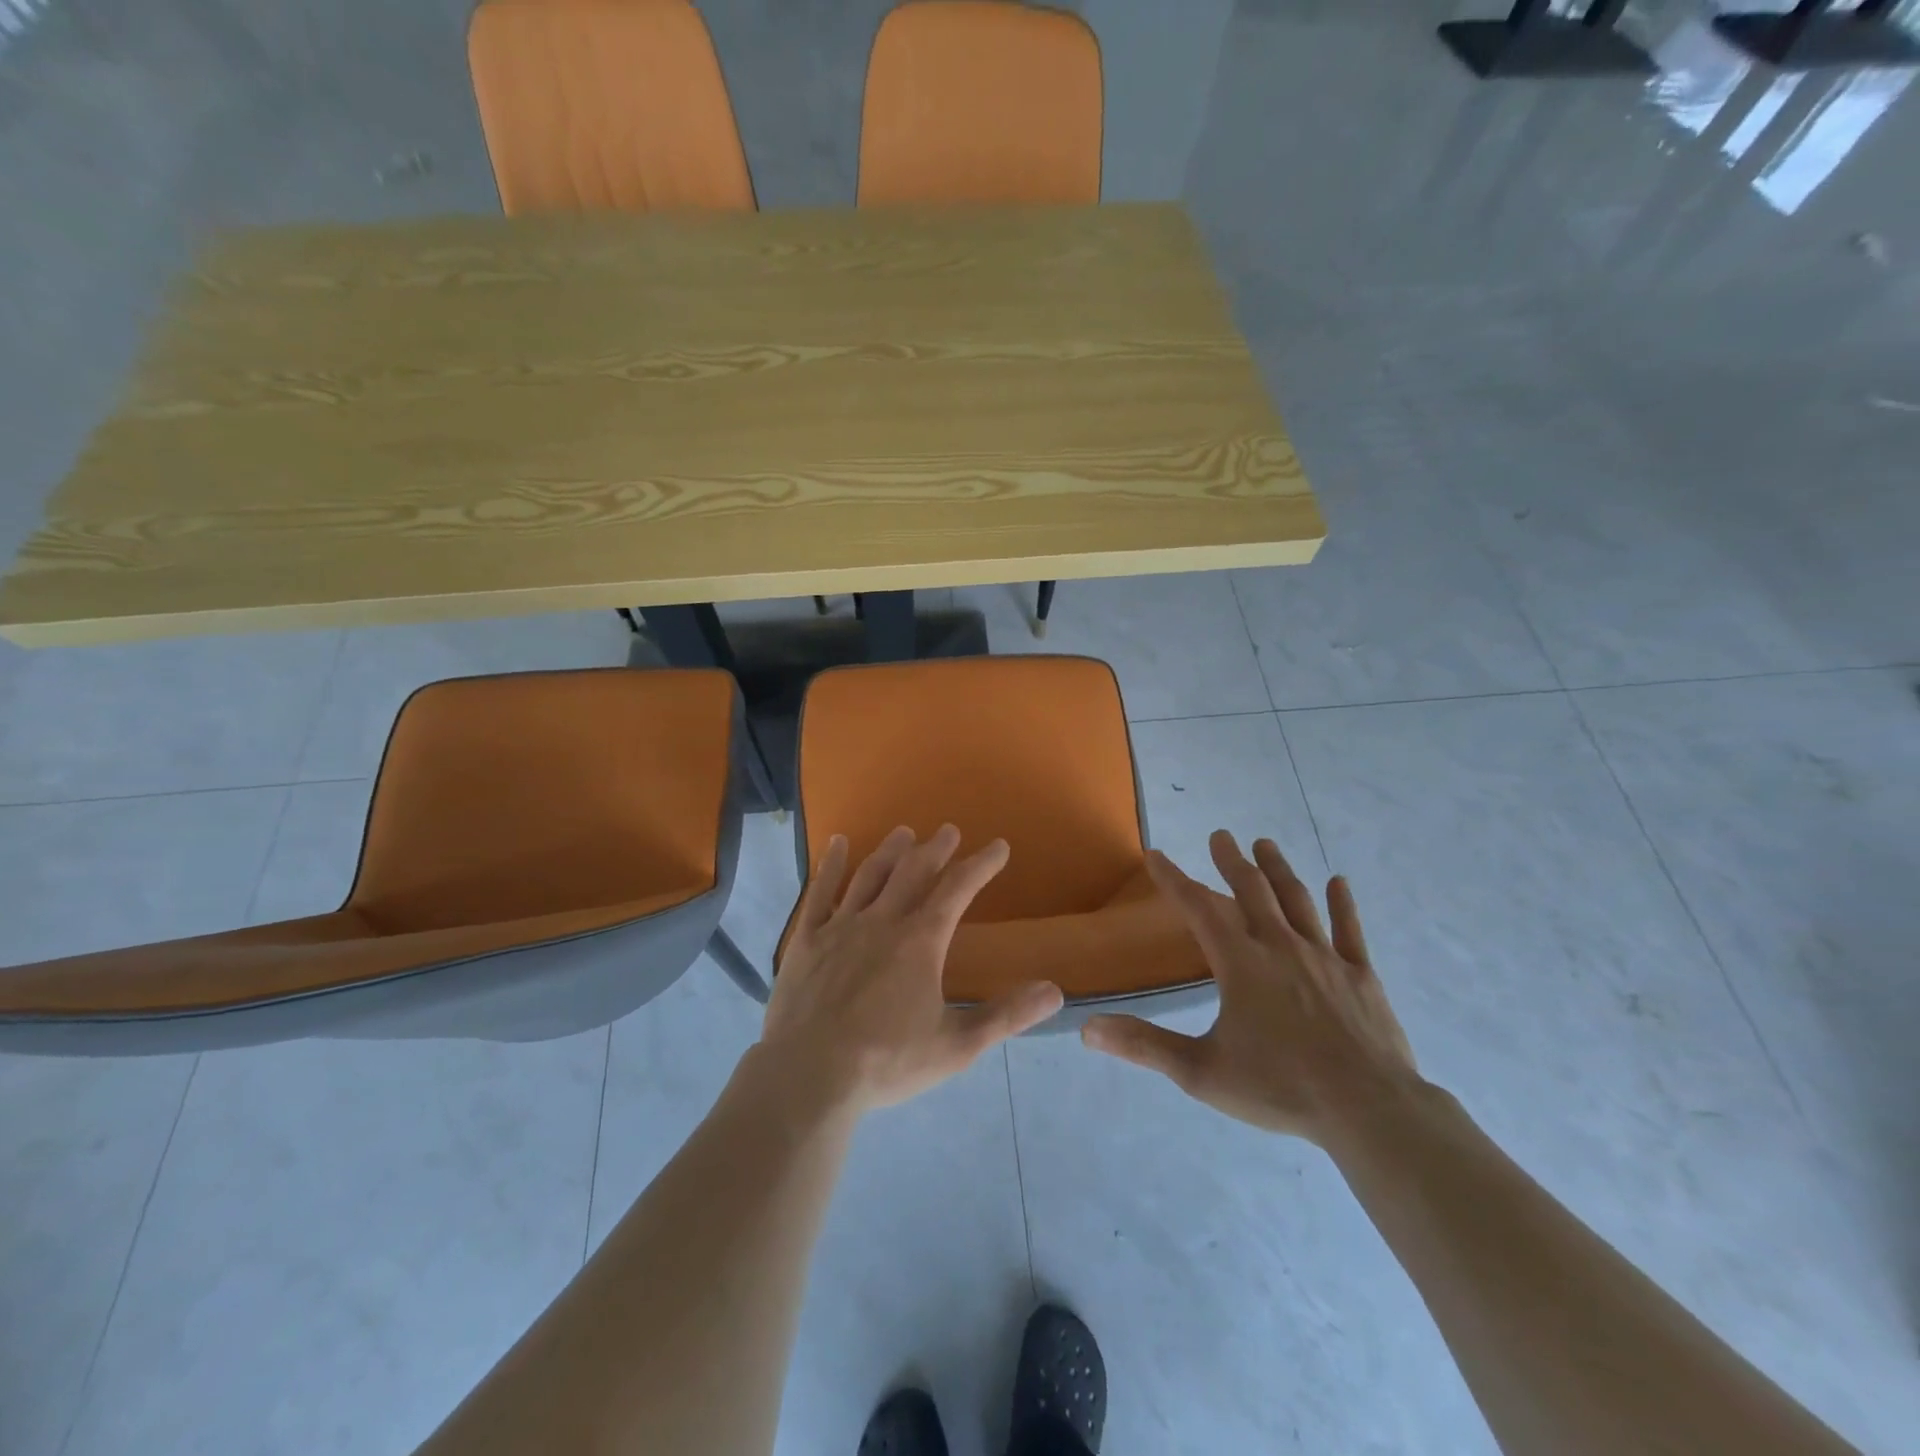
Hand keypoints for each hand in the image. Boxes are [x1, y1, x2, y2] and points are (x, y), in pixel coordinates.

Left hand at [762, 824, 1064, 1113]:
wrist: (809, 1076)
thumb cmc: (887, 1062)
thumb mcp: (956, 1046)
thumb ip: (1006, 1016)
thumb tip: (1055, 991)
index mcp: (921, 941)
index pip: (958, 889)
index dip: (981, 864)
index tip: (998, 847)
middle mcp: (883, 921)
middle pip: (914, 872)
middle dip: (936, 849)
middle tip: (948, 831)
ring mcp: (841, 926)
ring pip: (870, 875)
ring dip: (891, 851)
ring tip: (904, 833)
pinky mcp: (806, 939)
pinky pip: (821, 892)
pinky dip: (831, 864)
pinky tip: (838, 843)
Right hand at [1082, 830, 1419, 1144]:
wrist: (1369, 1110)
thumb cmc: (1280, 1087)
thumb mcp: (1201, 1072)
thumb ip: (1145, 1046)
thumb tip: (1089, 1030)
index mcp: (1240, 964)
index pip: (1198, 909)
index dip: (1173, 880)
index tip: (1156, 855)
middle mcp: (1280, 947)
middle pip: (1252, 891)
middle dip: (1231, 861)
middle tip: (1221, 835)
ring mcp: (1325, 958)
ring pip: (1297, 900)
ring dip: (1278, 869)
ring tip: (1265, 844)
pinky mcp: (1361, 975)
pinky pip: (1350, 930)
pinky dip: (1343, 904)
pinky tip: (1339, 882)